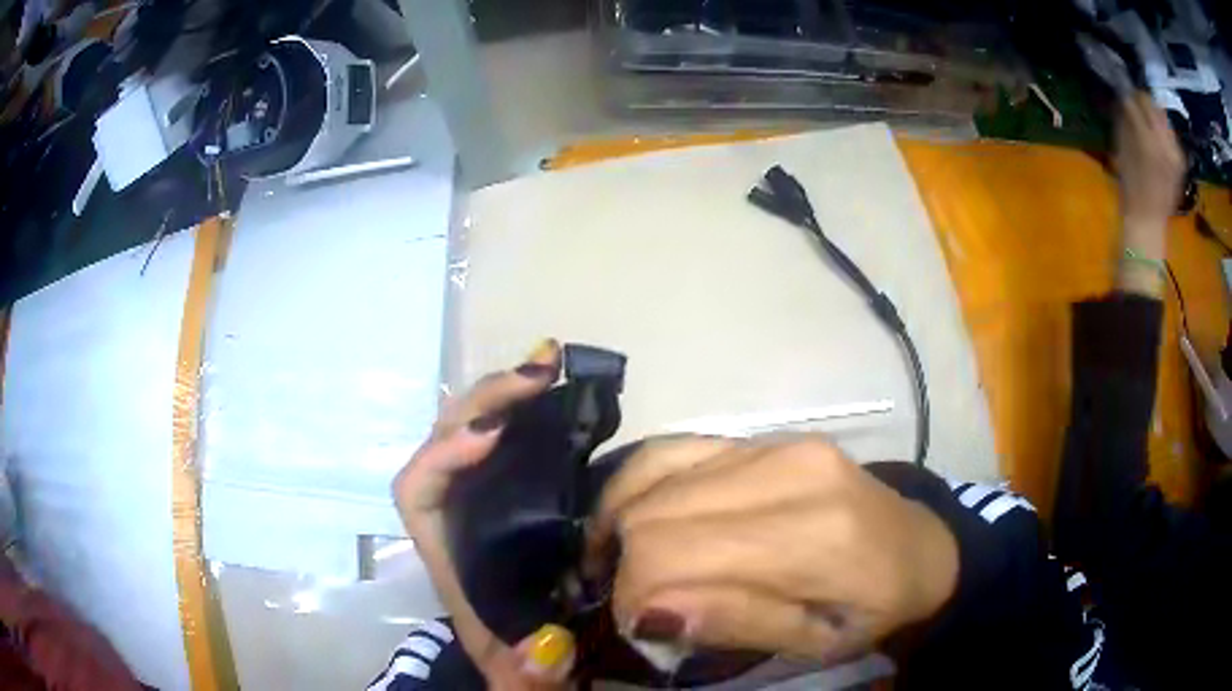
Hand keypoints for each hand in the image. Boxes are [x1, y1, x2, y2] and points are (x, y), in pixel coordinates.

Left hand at [391, 340, 572, 688]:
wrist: (532, 662)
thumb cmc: (516, 664)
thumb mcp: (519, 678)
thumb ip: (526, 676)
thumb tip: (549, 645)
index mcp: (449, 556)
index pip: (415, 491)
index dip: (443, 456)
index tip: (494, 436)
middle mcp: (459, 519)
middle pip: (442, 442)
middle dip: (483, 402)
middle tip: (539, 372)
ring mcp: (485, 502)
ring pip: (471, 430)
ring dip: (503, 394)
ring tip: (547, 363)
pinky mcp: (517, 497)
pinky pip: (510, 442)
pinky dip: (529, 412)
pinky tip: (557, 391)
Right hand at [587, 436, 958, 663]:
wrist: (918, 546)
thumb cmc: (874, 608)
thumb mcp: (817, 642)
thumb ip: (738, 624)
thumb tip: (649, 613)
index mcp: (812, 537)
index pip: (673, 554)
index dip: (632, 595)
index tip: (637, 625)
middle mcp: (788, 473)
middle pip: (656, 515)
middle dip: (623, 565)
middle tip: (632, 601)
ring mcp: (776, 443)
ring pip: (655, 477)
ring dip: (621, 524)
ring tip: (614, 560)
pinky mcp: (767, 435)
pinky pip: (675, 448)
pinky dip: (637, 484)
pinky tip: (627, 514)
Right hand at [1115, 93, 1184, 257]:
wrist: (1149, 220)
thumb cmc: (1130, 186)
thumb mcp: (1121, 149)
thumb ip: (1125, 121)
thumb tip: (1123, 99)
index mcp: (1147, 140)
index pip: (1136, 101)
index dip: (1127, 94)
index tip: (1121, 91)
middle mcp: (1164, 143)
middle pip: (1152, 104)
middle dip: (1142, 100)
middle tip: (1134, 102)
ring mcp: (1175, 153)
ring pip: (1163, 117)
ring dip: (1154, 114)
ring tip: (1146, 118)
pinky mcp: (1180, 161)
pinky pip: (1171, 135)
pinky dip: (1163, 130)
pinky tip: (1158, 137)